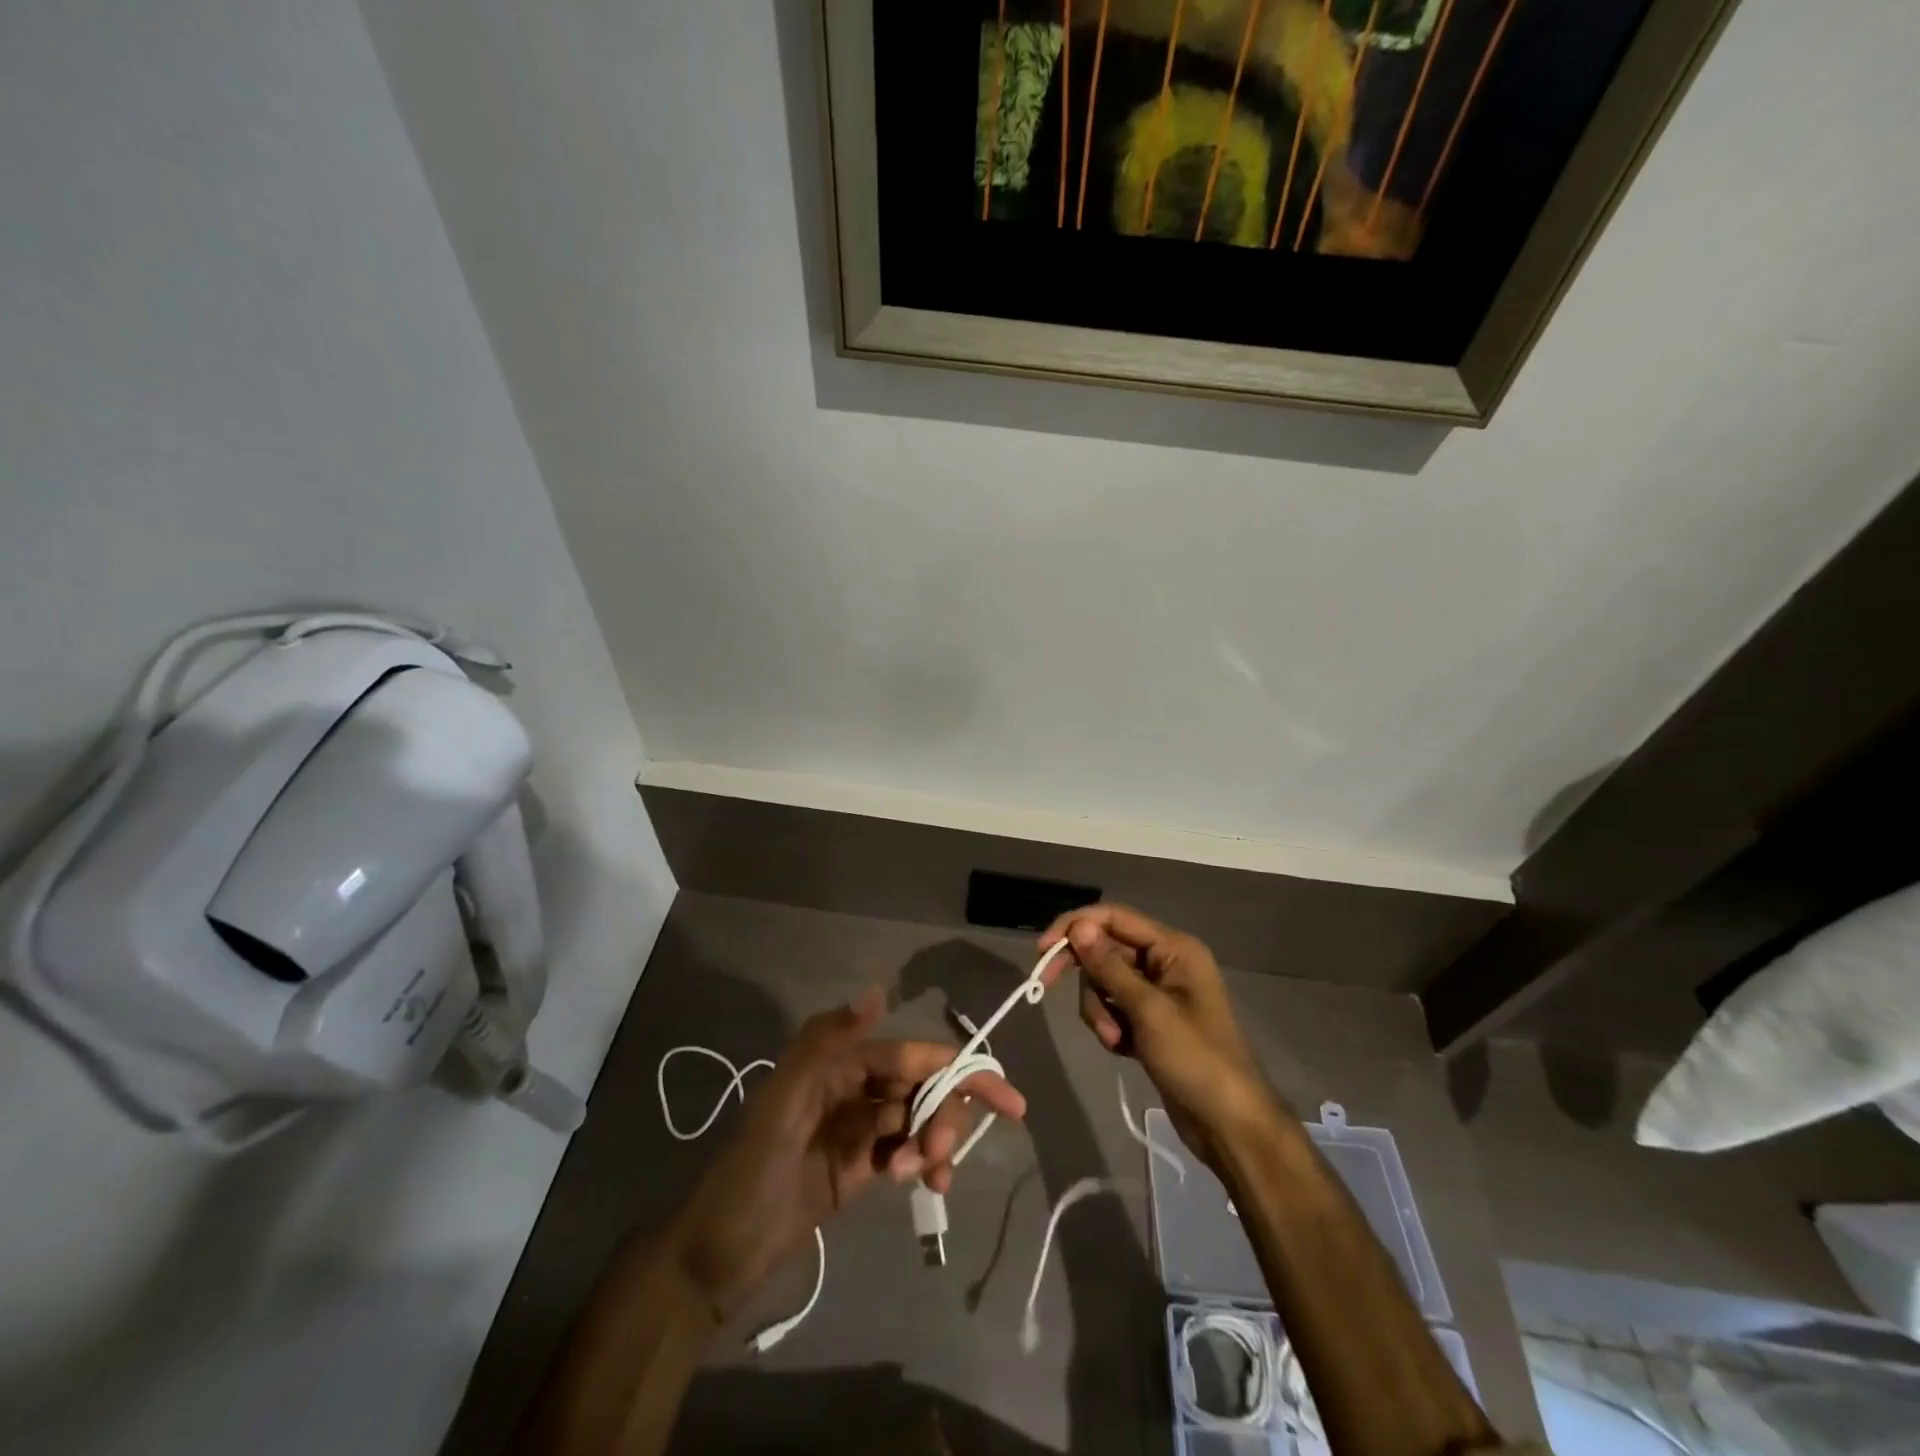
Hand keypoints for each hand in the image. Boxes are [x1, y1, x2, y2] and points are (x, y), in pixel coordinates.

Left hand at [667, 990, 1025, 1322]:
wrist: (717, 1252)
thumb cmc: (751, 1169)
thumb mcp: (782, 1100)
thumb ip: (826, 1041)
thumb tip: (879, 991)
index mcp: (837, 1064)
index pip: (909, 1056)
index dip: (957, 1068)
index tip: (1004, 1094)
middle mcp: (852, 1088)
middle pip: (920, 1086)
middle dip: (946, 1113)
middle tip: (942, 1154)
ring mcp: (858, 1129)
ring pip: (918, 1119)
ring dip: (936, 1140)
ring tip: (929, 1175)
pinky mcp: (860, 1167)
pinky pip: (907, 1152)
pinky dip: (926, 1163)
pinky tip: (930, 1185)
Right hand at [1039, 904, 1281, 1172]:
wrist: (1229, 1125)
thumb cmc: (1196, 1060)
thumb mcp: (1149, 1011)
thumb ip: (1110, 967)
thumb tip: (1079, 927)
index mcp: (1174, 949)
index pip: (1114, 918)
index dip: (1076, 927)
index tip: (1043, 949)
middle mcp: (1165, 963)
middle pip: (1106, 950)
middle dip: (1087, 976)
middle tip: (1046, 985)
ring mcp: (1158, 994)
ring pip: (1105, 982)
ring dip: (1099, 1009)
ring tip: (1114, 1040)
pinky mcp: (1150, 1023)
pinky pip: (1114, 1008)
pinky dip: (1110, 1025)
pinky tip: (1122, 1049)